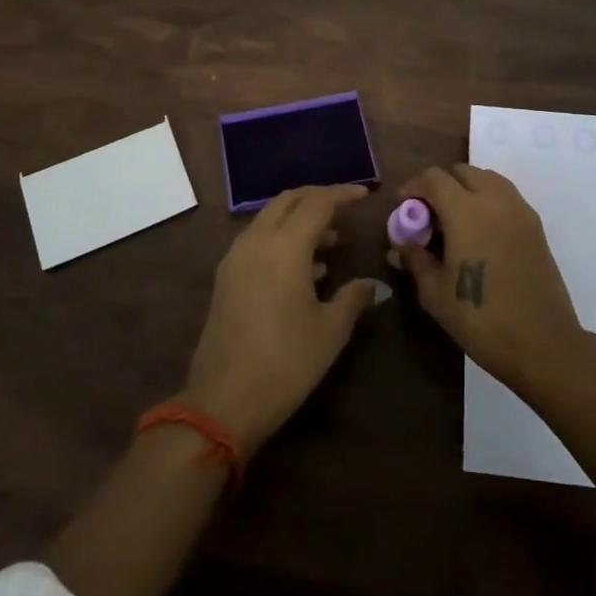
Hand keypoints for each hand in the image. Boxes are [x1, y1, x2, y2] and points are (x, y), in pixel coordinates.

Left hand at [182, 183, 382, 456]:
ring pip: (270, 218)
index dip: (342, 194)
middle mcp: (257, 240)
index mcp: (286, 246)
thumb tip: (372, 285)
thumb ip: (353, 298)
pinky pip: (258, 239)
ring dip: (299, 219)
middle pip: (289, 201)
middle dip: (318, 198)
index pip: (317, 202)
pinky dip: (282, 238)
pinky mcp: (226, 276)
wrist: (223, 401)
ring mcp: (236, 257)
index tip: (364, 194)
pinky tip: (304, 267)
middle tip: (345, 209)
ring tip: (330, 241)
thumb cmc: (285, 363)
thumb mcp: (329, 331)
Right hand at [388, 164, 587, 393]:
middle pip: (462, 172)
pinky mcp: (535, 226)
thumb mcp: (435, 293)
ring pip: (487, 179)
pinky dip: (488, 201)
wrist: (543, 344)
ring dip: (466, 189)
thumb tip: (399, 246)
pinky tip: (480, 235)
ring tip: (455, 223)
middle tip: (429, 217)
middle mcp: (494, 199)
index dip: (413, 187)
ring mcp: (519, 210)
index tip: (403, 208)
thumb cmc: (481, 318)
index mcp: (465, 210)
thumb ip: (415, 260)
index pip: (433, 178)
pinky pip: (505, 196)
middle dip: (440, 186)